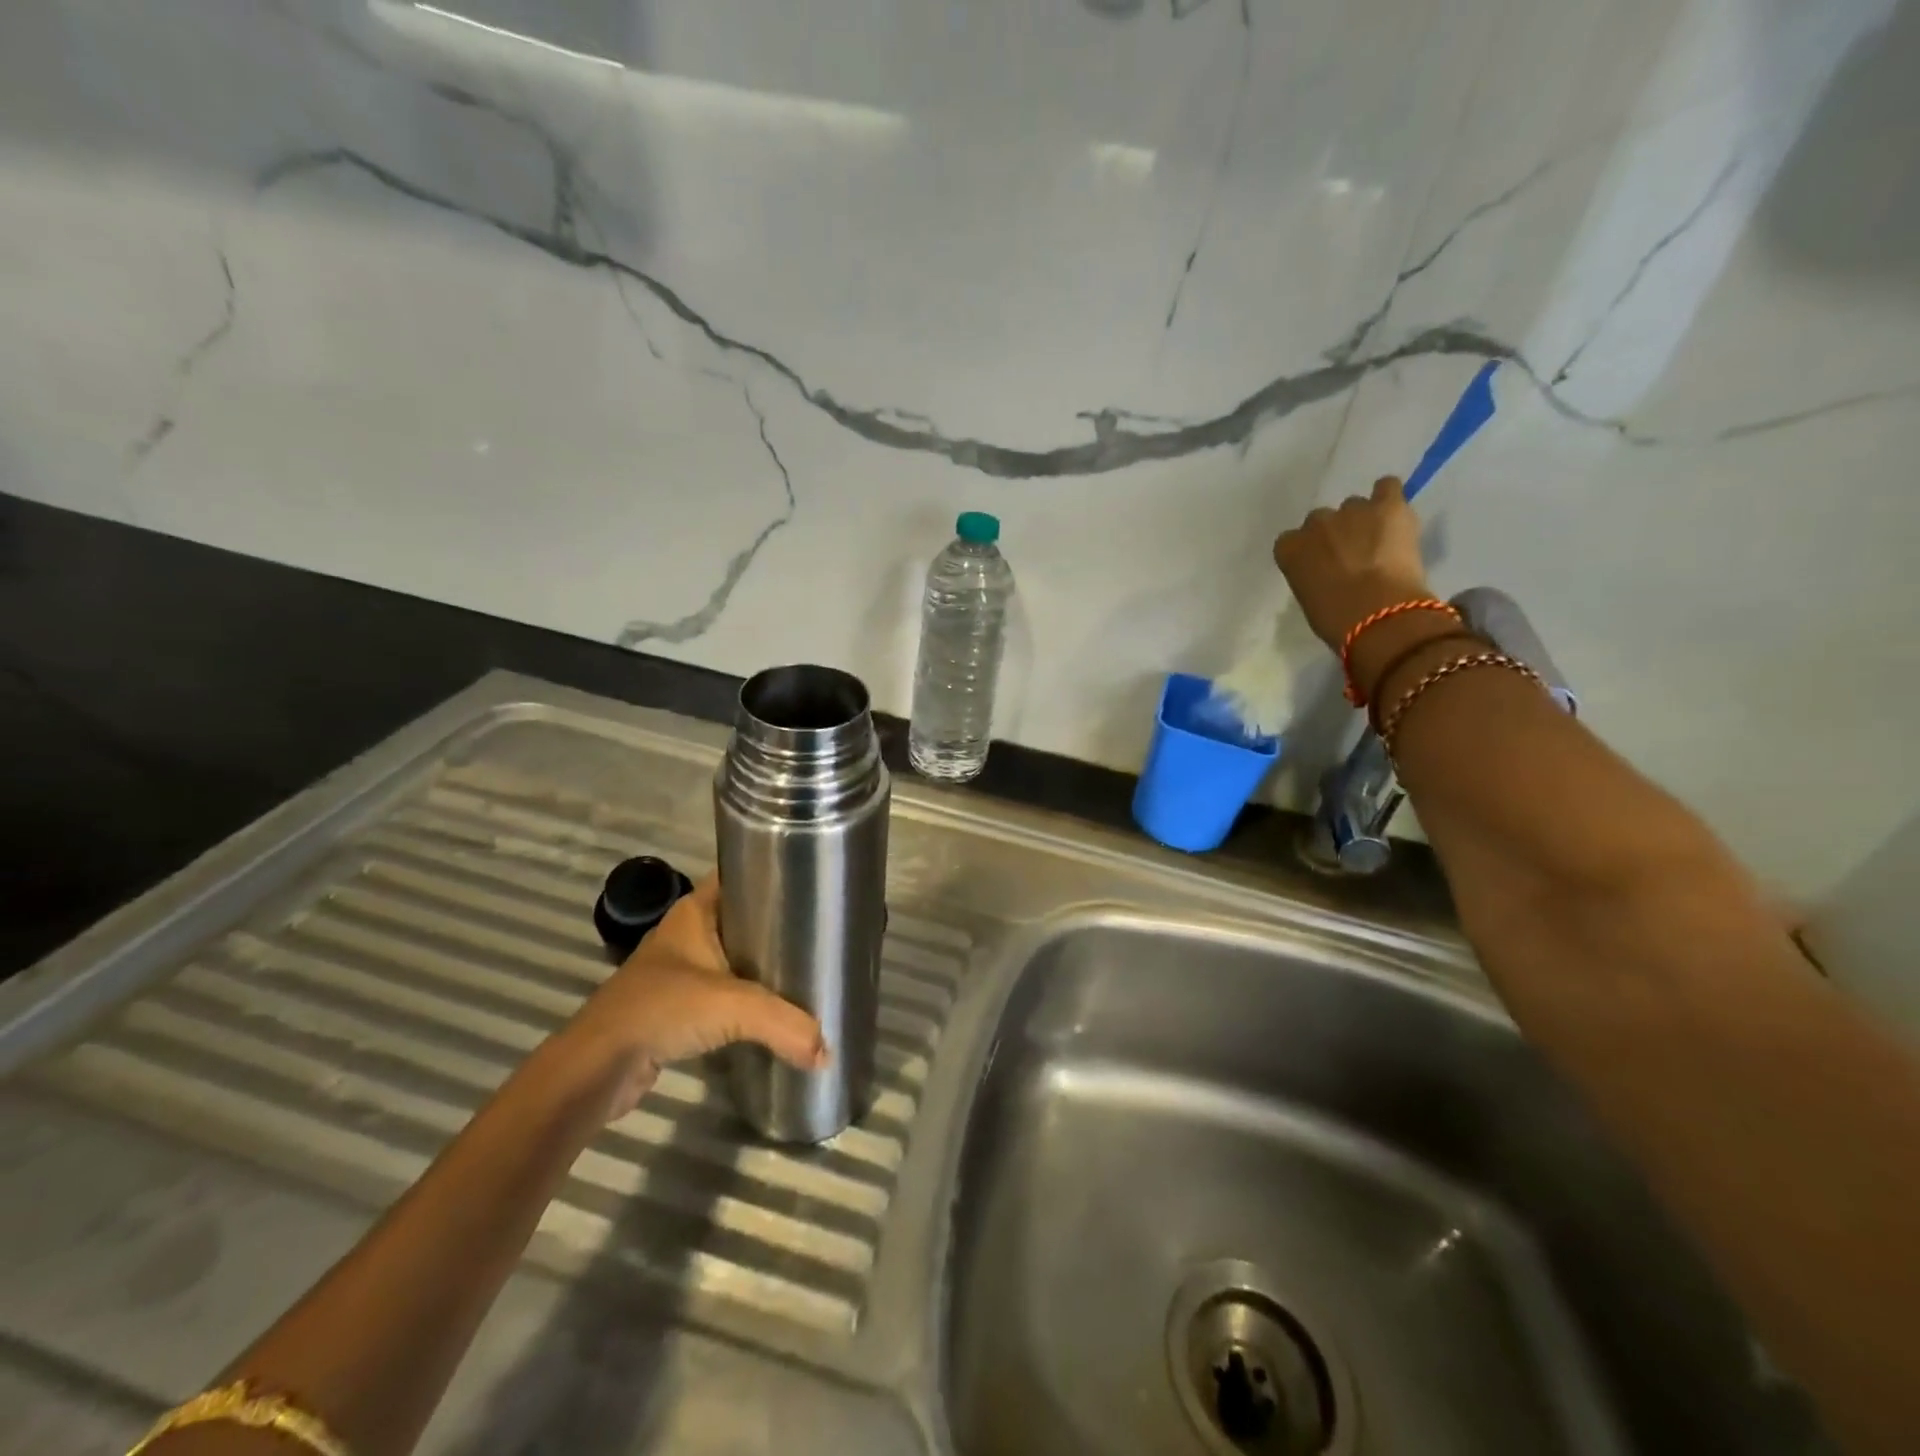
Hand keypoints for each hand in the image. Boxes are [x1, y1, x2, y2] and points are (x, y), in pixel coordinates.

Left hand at [557, 875, 828, 1119]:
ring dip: (762, 964)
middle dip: (777, 923)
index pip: (739, 876)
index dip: (772, 872)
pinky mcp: (677, 1008)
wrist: (597, 1067)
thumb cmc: (662, 1009)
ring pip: (733, 957)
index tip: (811, 881)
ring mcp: (679, 972)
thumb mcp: (734, 1006)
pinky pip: (723, 992)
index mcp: (695, 912)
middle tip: (820, 930)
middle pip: (741, 918)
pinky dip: (747, 998)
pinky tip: (776, 1009)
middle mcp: (687, 935)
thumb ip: (785, 1023)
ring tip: (808, 968)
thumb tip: (827, 1051)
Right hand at [1273, 476, 1431, 647]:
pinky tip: (1393, 513)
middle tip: (1350, 556)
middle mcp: (1316, 523)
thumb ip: (1311, 577)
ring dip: (1362, 520)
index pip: (1291, 541)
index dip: (1308, 552)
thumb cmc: (1335, 619)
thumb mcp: (1308, 600)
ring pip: (1354, 506)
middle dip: (1334, 534)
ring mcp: (1352, 511)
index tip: (1319, 566)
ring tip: (1379, 542)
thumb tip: (1327, 574)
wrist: (1377, 612)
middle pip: (1321, 520)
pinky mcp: (1387, 506)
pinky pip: (1387, 487)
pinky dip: (1389, 497)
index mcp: (1290, 549)